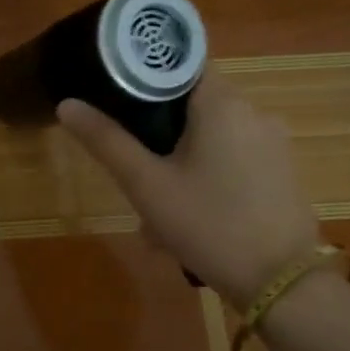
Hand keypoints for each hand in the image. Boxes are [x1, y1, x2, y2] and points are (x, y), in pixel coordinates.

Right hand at [59, 75, 320, 308]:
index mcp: (223, 103)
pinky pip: (233, 159)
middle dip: (158, 134)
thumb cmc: (207, 224)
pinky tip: (188, 217)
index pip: (180, 66)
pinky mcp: (282, 171)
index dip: (144, 78)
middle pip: (193, 105)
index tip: (116, 101)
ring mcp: (274, 143)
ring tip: (155, 209)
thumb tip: (66, 104)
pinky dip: (207, 176)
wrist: (281, 284)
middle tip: (132, 170)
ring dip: (180, 162)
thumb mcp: (146, 185)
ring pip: (211, 137)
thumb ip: (106, 140)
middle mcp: (254, 112)